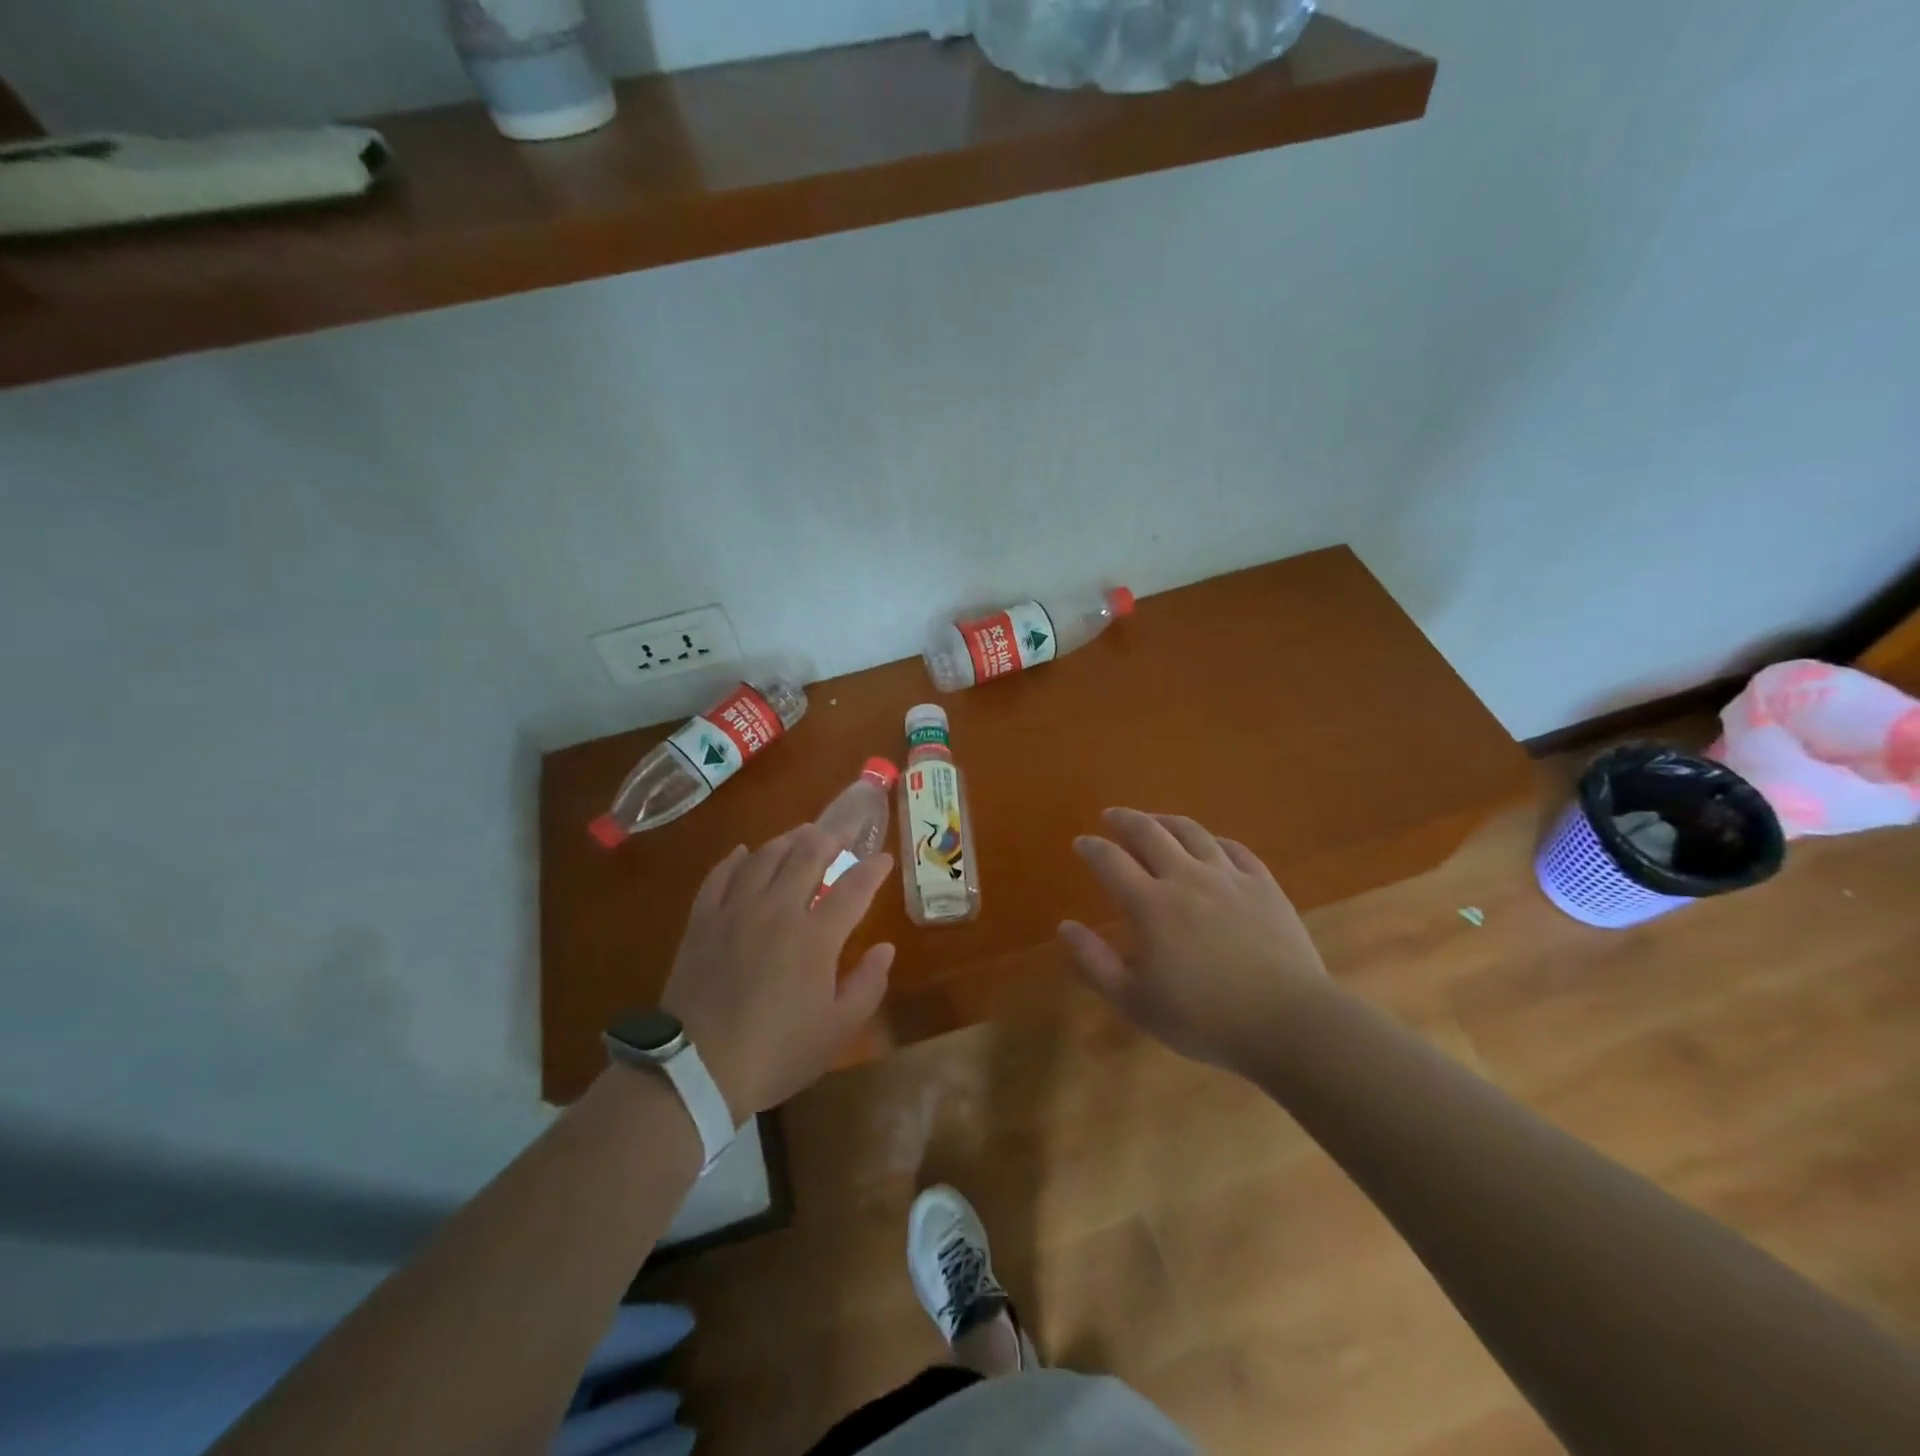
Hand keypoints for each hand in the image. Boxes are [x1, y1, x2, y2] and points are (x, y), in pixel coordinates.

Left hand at [659, 826, 894, 1121]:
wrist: (698, 1069)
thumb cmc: (777, 1053)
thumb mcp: (837, 1029)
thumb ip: (868, 984)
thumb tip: (886, 948)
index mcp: (815, 936)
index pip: (853, 888)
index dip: (872, 869)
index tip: (883, 858)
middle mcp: (777, 910)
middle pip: (807, 856)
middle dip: (831, 838)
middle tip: (843, 832)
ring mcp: (735, 911)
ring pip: (764, 857)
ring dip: (788, 840)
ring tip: (802, 833)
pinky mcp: (703, 921)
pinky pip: (720, 875)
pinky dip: (735, 859)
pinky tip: (744, 852)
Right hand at [1058, 808, 1331, 1075]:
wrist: (1289, 1023)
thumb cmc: (1204, 1018)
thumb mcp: (1135, 1002)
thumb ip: (1094, 962)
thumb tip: (1065, 926)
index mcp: (1151, 905)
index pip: (1111, 861)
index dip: (1092, 848)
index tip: (1081, 842)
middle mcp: (1186, 878)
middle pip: (1150, 833)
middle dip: (1125, 819)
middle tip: (1112, 816)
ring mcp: (1229, 878)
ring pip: (1192, 833)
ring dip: (1166, 821)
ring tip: (1154, 820)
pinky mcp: (1264, 886)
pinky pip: (1235, 849)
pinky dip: (1214, 840)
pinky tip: (1210, 843)